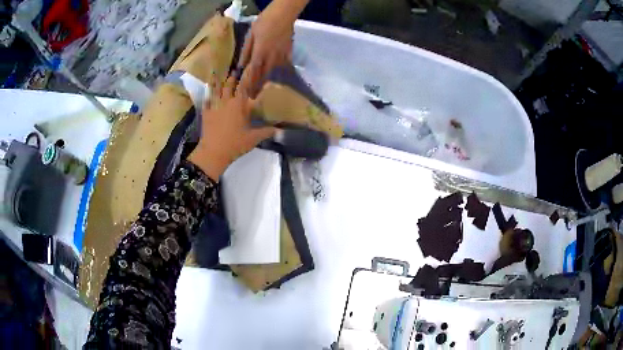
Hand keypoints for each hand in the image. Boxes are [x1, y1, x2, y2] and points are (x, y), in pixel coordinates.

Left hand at [188, 76, 276, 179]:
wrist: (213, 152)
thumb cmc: (235, 144)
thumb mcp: (253, 139)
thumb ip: (266, 132)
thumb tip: (278, 130)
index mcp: (239, 104)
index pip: (244, 85)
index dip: (248, 74)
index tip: (251, 64)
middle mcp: (226, 101)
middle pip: (229, 85)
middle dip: (233, 77)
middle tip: (235, 70)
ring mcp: (214, 106)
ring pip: (216, 90)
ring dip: (218, 82)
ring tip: (217, 74)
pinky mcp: (206, 114)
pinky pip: (206, 101)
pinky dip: (207, 96)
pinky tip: (207, 94)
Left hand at [237, 0, 299, 96]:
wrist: (284, 14)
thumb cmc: (264, 21)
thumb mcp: (250, 35)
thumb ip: (246, 51)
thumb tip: (241, 65)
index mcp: (260, 52)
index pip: (253, 72)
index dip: (249, 84)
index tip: (246, 94)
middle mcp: (271, 57)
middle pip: (264, 74)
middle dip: (258, 85)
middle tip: (253, 96)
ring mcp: (281, 55)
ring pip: (273, 70)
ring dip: (267, 79)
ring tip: (263, 87)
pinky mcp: (288, 51)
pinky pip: (283, 63)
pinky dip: (279, 69)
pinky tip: (277, 72)